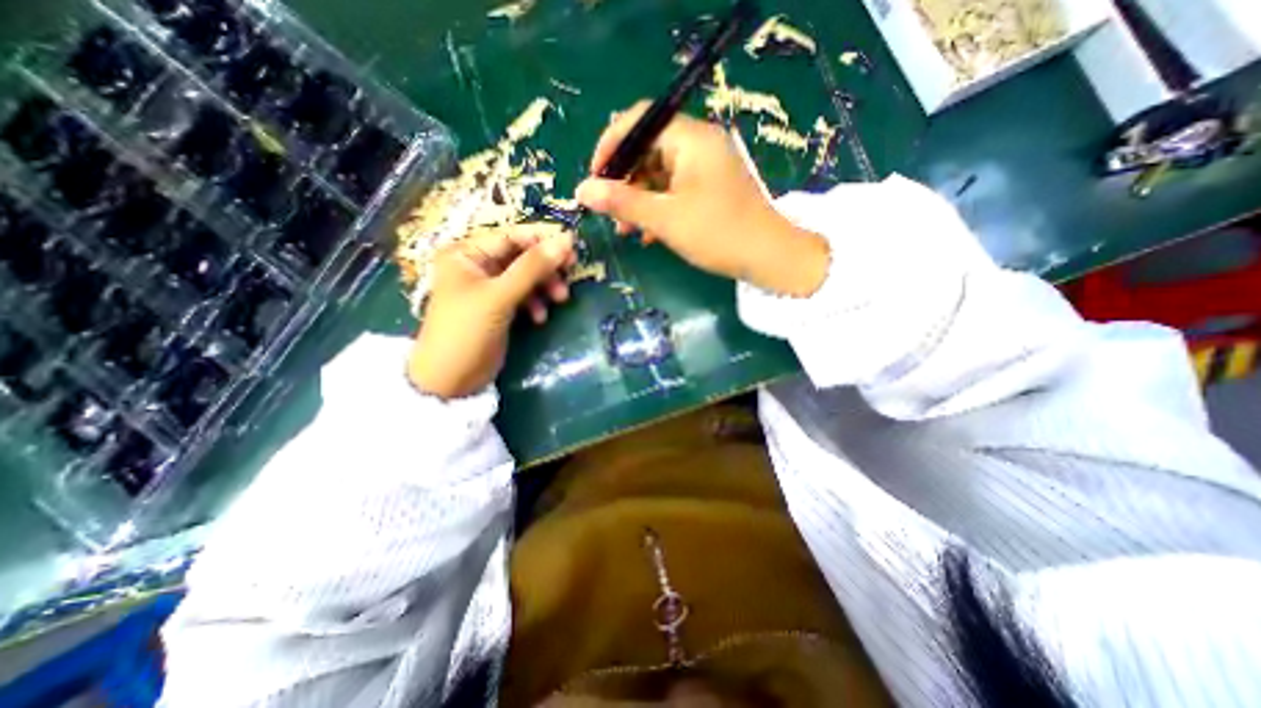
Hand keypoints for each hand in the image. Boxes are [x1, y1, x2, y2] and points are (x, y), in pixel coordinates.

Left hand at [410, 224, 574, 398]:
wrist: (451, 379)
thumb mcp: (499, 296)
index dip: (542, 238)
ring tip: (560, 299)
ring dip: (545, 286)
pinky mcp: (499, 308)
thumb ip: (532, 268)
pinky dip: (536, 303)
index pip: (511, 236)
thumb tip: (566, 241)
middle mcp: (477, 266)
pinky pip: (524, 296)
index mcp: (467, 254)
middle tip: (571, 271)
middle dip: (546, 266)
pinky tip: (540, 317)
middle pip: (521, 256)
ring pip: (526, 277)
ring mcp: (489, 288)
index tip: (572, 245)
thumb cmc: (466, 330)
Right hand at [576, 100, 833, 294]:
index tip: (594, 177)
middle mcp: (700, 144)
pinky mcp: (711, 187)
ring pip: (660, 173)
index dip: (611, 146)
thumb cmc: (717, 233)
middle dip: (624, 181)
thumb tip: (582, 190)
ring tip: (625, 230)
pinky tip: (648, 234)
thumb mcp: (664, 218)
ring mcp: (707, 166)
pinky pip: (675, 189)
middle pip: (649, 149)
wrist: (768, 256)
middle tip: (610, 211)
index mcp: (691, 139)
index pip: (639, 121)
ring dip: (639, 200)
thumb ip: (622, 202)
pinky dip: (658, 207)